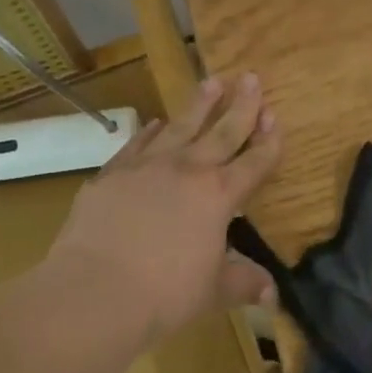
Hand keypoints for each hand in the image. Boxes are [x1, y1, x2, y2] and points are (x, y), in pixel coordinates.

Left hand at [48, 73, 280, 338]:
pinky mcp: (113, 174)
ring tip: (213, 81)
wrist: (95, 291)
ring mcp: (148, 167)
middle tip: (251, 77)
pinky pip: (139, 144)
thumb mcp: (213, 291)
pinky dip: (151, 131)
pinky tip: (157, 123)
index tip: (276, 116)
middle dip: (242, 105)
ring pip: (181, 126)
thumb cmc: (165, 295)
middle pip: (223, 131)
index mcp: (219, 195)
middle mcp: (188, 170)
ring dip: (200, 104)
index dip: (269, 140)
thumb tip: (271, 294)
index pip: (254, 162)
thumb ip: (243, 283)